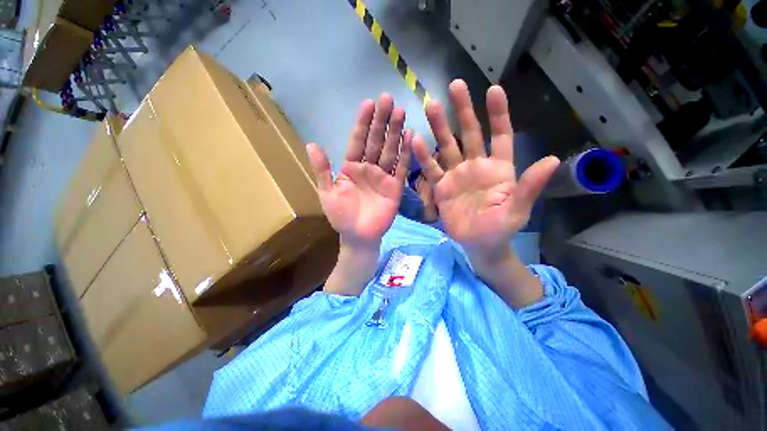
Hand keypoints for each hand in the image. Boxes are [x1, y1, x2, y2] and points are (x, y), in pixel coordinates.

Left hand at [307, 93, 411, 247]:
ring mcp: (383, 176)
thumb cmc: (341, 216)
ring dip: (395, 132)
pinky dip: (406, 153)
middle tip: (388, 99)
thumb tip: (312, 144)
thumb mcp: (327, 193)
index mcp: (350, 167)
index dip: (362, 123)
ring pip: (390, 150)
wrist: (358, 236)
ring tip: (400, 112)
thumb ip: (322, 170)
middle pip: (375, 141)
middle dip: (381, 121)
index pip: (357, 140)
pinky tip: (409, 137)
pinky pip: (401, 167)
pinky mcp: (395, 186)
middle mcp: (368, 168)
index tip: (368, 103)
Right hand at [412, 80, 559, 257]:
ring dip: (440, 127)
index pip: (500, 136)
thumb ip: (529, 187)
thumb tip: (553, 159)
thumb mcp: (517, 211)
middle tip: (455, 85)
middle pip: (470, 134)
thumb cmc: (500, 228)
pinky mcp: (441, 187)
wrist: (478, 244)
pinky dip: (424, 156)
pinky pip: (431, 169)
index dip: (498, 114)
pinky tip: (415, 141)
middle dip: (463, 110)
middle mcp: (476, 166)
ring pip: (447, 146)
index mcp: (499, 169)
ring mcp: (456, 175)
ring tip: (431, 106)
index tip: (493, 90)